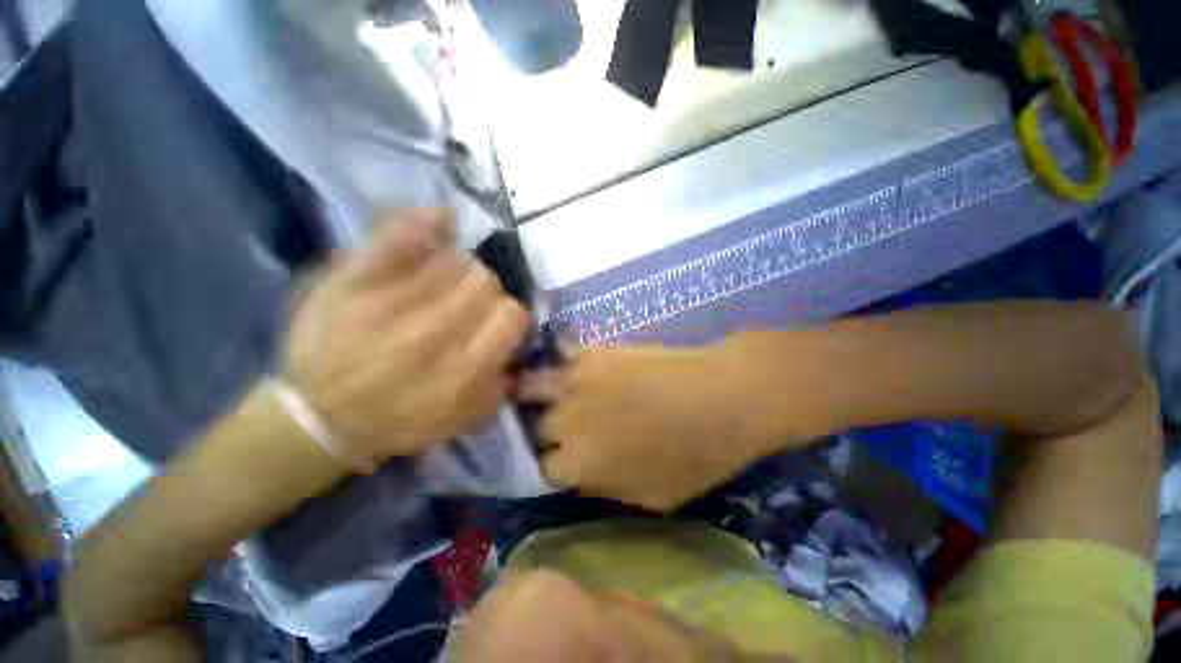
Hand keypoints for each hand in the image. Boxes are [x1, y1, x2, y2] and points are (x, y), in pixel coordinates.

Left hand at [284, 209, 528, 465]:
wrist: (319, 418)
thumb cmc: (399, 421)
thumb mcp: (465, 419)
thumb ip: (500, 385)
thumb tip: (516, 351)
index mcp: (465, 366)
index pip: (512, 314)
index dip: (508, 316)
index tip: (495, 323)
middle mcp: (437, 329)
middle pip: (485, 281)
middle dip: (483, 293)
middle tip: (465, 306)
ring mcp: (396, 300)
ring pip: (453, 259)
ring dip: (456, 270)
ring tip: (440, 285)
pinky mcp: (358, 279)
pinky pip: (402, 233)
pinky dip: (426, 222)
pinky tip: (441, 224)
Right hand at [520, 341, 807, 511]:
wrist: (722, 399)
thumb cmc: (695, 456)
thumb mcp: (652, 497)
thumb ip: (605, 487)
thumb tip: (579, 475)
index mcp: (580, 465)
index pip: (542, 468)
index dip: (550, 464)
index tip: (557, 457)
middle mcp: (567, 422)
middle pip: (534, 427)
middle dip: (540, 429)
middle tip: (550, 423)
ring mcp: (577, 381)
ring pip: (530, 385)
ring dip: (528, 390)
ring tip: (533, 388)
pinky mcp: (593, 352)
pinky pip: (559, 354)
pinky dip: (556, 360)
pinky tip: (561, 362)